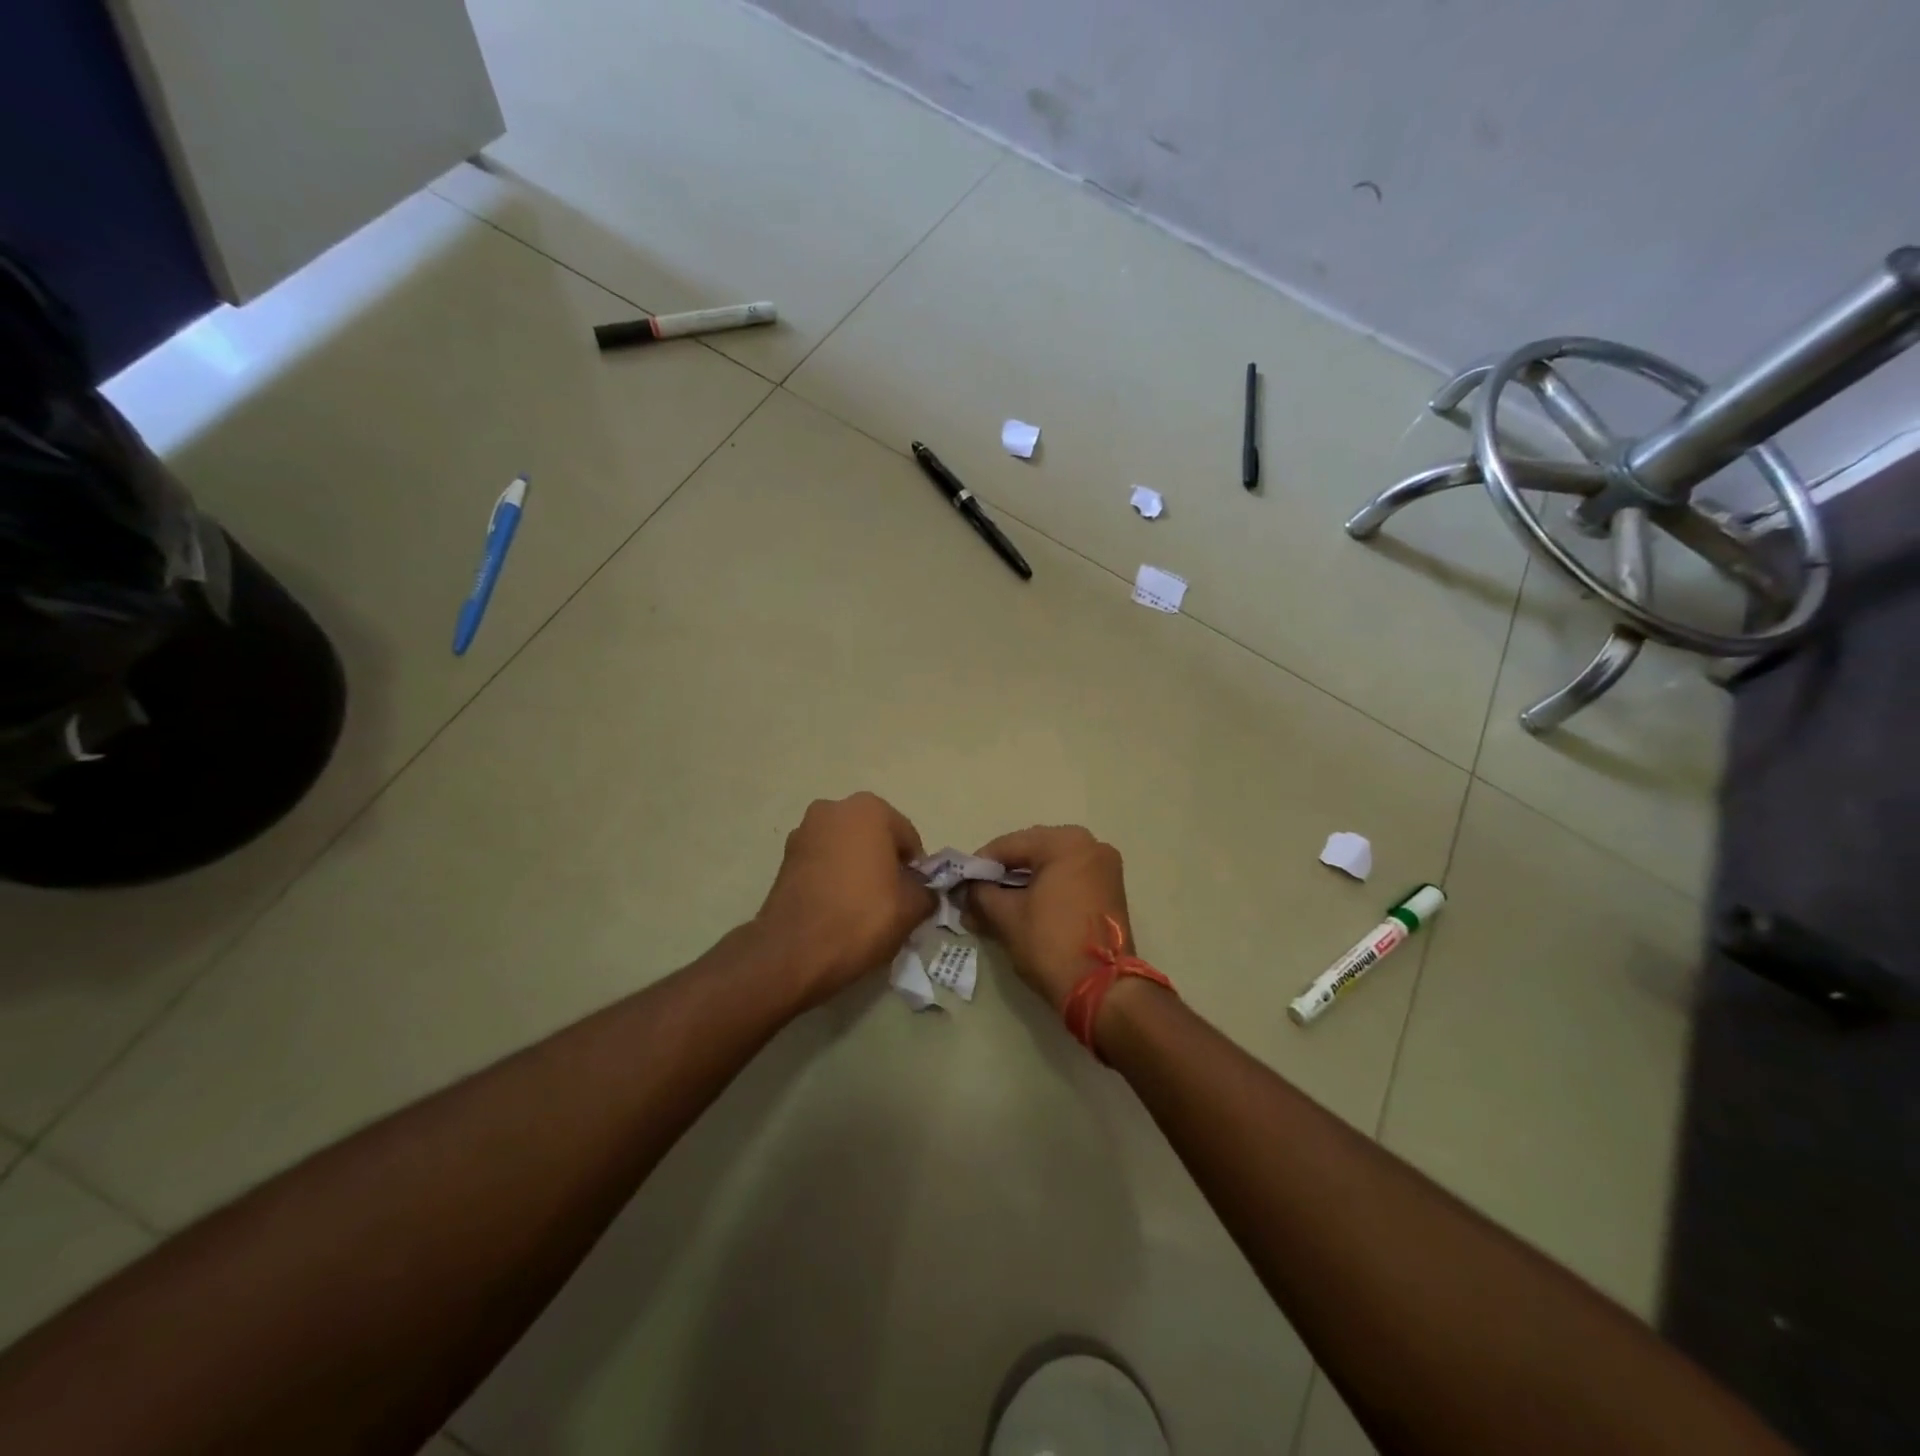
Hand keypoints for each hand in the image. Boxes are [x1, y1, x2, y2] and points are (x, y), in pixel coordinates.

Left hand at [753, 793, 934, 1009]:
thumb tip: (924, 892)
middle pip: (875, 839)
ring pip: (846, 850)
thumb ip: (927, 891)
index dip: (915, 870)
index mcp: (869, 810)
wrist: (793, 951)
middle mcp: (834, 809)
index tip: (912, 898)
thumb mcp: (912, 908)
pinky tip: (837, 910)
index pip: (908, 839)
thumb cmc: (861, 917)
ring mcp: (804, 831)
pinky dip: (833, 879)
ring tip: (861, 909)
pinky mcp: (784, 858)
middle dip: (884, 864)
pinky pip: (822, 864)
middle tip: (890, 902)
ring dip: (857, 870)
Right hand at [968, 825, 1132, 1011]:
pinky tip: (1019, 911)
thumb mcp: (1007, 917)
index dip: (979, 864)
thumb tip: (967, 890)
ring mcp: (1104, 868)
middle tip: (974, 896)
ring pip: (1049, 868)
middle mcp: (1090, 845)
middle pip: (1030, 853)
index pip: (1009, 845)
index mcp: (1066, 843)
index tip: (959, 883)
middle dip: (1000, 876)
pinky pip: (1067, 880)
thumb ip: (981, 894)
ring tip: (991, 909)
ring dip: (1019, 886)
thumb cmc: (1051, 944)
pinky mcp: (1109, 891)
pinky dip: (1042, 892)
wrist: (1104, 990)